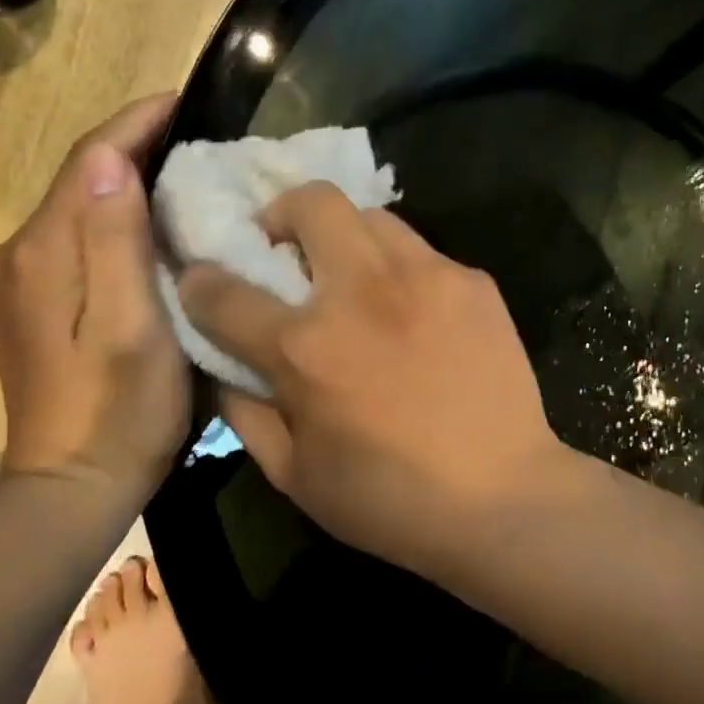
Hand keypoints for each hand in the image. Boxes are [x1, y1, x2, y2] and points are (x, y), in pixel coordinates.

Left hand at [0, 95, 187, 492]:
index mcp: (45, 253)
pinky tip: (148, 228)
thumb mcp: (131, 326)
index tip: (184, 98)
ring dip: (124, 182)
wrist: (71, 486)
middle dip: (133, 147)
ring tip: (183, 173)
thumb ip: (114, 242)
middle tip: (197, 135)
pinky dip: (112, 219)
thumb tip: (110, 158)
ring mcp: (21, 282)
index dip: (135, 123)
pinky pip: (76, 240)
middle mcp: (21, 254)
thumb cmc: (118, 410)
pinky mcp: (33, 306)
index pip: (89, 160)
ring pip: (77, 208)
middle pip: (79, 179)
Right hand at [178, 182, 565, 573]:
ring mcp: (427, 278)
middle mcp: (362, 293)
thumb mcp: (294, 475)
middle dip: (282, 216)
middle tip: (288, 255)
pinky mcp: (474, 283)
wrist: (503, 499)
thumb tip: (225, 365)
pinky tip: (414, 316)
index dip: (200, 282)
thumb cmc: (390, 501)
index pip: (223, 289)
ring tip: (355, 283)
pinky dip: (401, 271)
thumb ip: (245, 412)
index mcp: (306, 348)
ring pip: (372, 216)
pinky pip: (422, 253)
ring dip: (346, 238)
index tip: (205, 284)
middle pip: (311, 202)